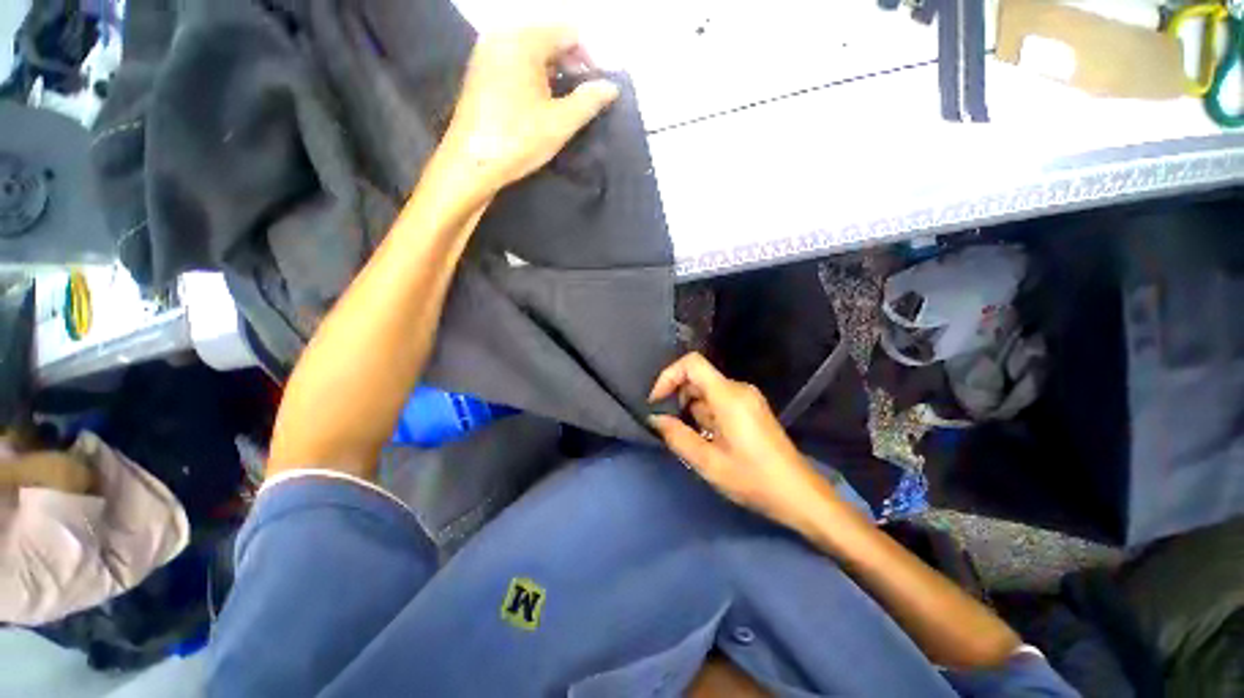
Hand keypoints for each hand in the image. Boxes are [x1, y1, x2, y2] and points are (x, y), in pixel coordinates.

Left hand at [437, 26, 619, 193]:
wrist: (471, 164)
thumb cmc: (518, 140)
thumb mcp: (560, 123)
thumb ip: (589, 101)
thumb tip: (611, 87)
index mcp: (523, 40)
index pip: (568, 32)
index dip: (589, 58)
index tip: (597, 89)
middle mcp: (502, 36)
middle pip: (548, 38)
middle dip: (570, 65)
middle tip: (583, 99)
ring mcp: (486, 52)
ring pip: (531, 52)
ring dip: (552, 73)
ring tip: (563, 105)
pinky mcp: (479, 71)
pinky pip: (515, 62)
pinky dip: (533, 77)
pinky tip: (539, 104)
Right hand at [648, 353, 836, 529]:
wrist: (799, 494)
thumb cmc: (753, 479)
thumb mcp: (708, 463)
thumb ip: (677, 436)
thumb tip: (655, 418)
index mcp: (728, 395)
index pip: (692, 363)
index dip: (668, 376)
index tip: (657, 402)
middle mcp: (738, 389)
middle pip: (697, 377)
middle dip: (677, 398)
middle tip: (668, 427)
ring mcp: (747, 398)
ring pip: (706, 391)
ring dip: (691, 410)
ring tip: (690, 440)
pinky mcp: (751, 408)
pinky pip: (719, 401)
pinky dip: (705, 414)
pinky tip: (707, 440)